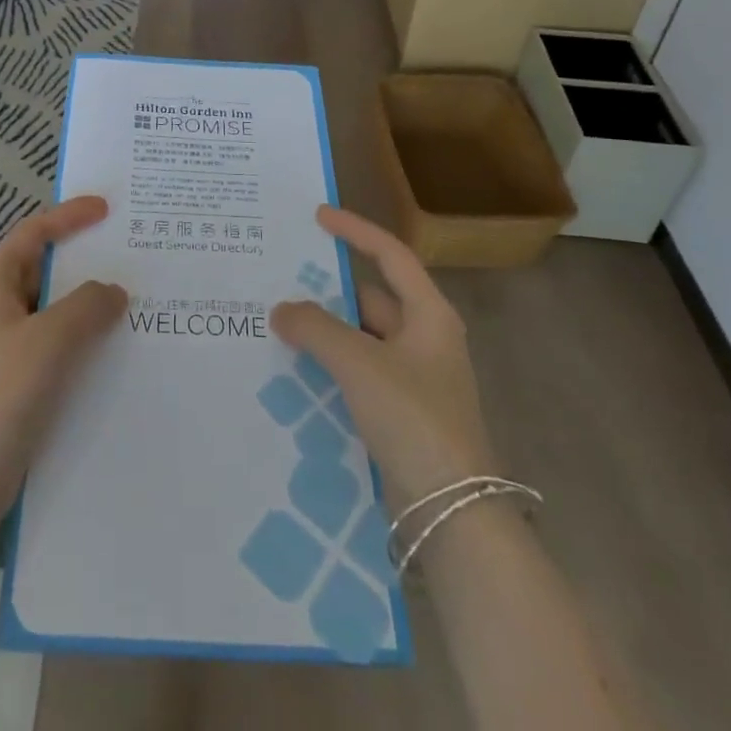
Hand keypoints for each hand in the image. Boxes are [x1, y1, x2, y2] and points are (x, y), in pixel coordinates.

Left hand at [0, 197, 126, 526]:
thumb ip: (87, 306)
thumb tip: (113, 291)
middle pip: (44, 271)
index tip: (106, 209)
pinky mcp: (10, 383)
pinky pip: (52, 347)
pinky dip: (80, 342)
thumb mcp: (50, 341)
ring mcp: (0, 348)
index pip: (33, 234)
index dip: (68, 217)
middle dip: (85, 264)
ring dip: (86, 307)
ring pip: (51, 312)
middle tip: (130, 259)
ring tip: (132, 306)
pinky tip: (111, 356)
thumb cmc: (0, 397)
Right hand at [271, 206, 496, 504]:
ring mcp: (413, 379)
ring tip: (277, 322)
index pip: (390, 255)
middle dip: (328, 289)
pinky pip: (357, 374)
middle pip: (371, 298)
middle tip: (280, 278)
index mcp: (429, 315)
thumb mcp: (360, 363)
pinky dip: (329, 366)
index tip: (318, 216)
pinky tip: (293, 369)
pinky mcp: (399, 413)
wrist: (453, 514)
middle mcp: (424, 340)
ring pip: (360, 339)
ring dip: (324, 332)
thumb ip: (316, 328)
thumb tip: (281, 310)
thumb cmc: (414, 419)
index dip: (355, 230)